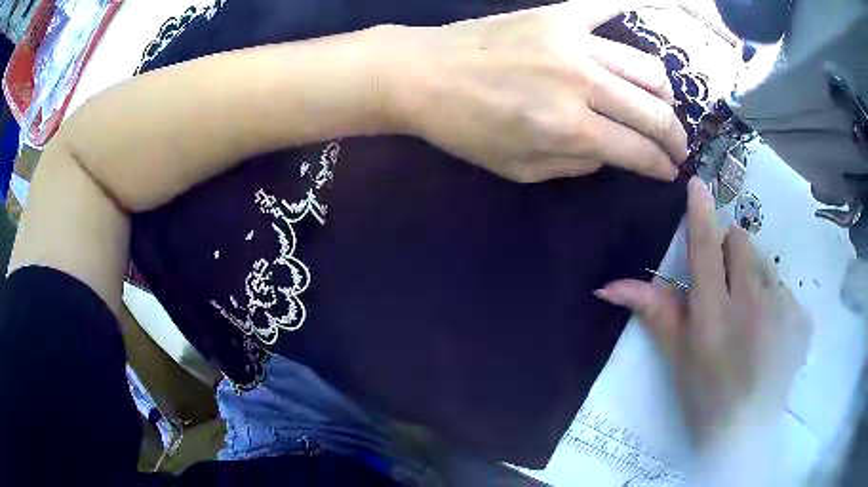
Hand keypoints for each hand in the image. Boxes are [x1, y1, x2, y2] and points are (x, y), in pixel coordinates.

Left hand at [383, 0, 687, 182]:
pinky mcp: (558, 16)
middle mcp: (582, 83)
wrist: (423, 74)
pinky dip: (634, 9)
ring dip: (663, 93)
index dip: (660, 165)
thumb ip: (575, 164)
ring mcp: (574, 42)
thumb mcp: (519, 169)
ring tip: (661, 104)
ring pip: (646, 67)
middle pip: (653, 111)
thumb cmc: (465, 128)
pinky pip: (607, 6)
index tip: (670, 170)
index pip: (637, 151)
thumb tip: (610, 152)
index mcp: (570, 128)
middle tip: (677, 146)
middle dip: (674, 136)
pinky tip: (660, 10)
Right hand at [595, 178, 811, 446]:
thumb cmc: (705, 399)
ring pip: (765, 264)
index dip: (700, 214)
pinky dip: (775, 303)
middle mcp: (751, 305)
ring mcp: (782, 310)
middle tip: (726, 289)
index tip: (698, 182)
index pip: (705, 250)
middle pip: (741, 241)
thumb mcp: (676, 359)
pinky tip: (771, 335)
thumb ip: (654, 313)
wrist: (746, 432)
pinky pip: (785, 290)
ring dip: (754, 279)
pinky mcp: (801, 319)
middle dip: (730, 252)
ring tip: (751, 320)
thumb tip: (608, 286)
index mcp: (713, 317)